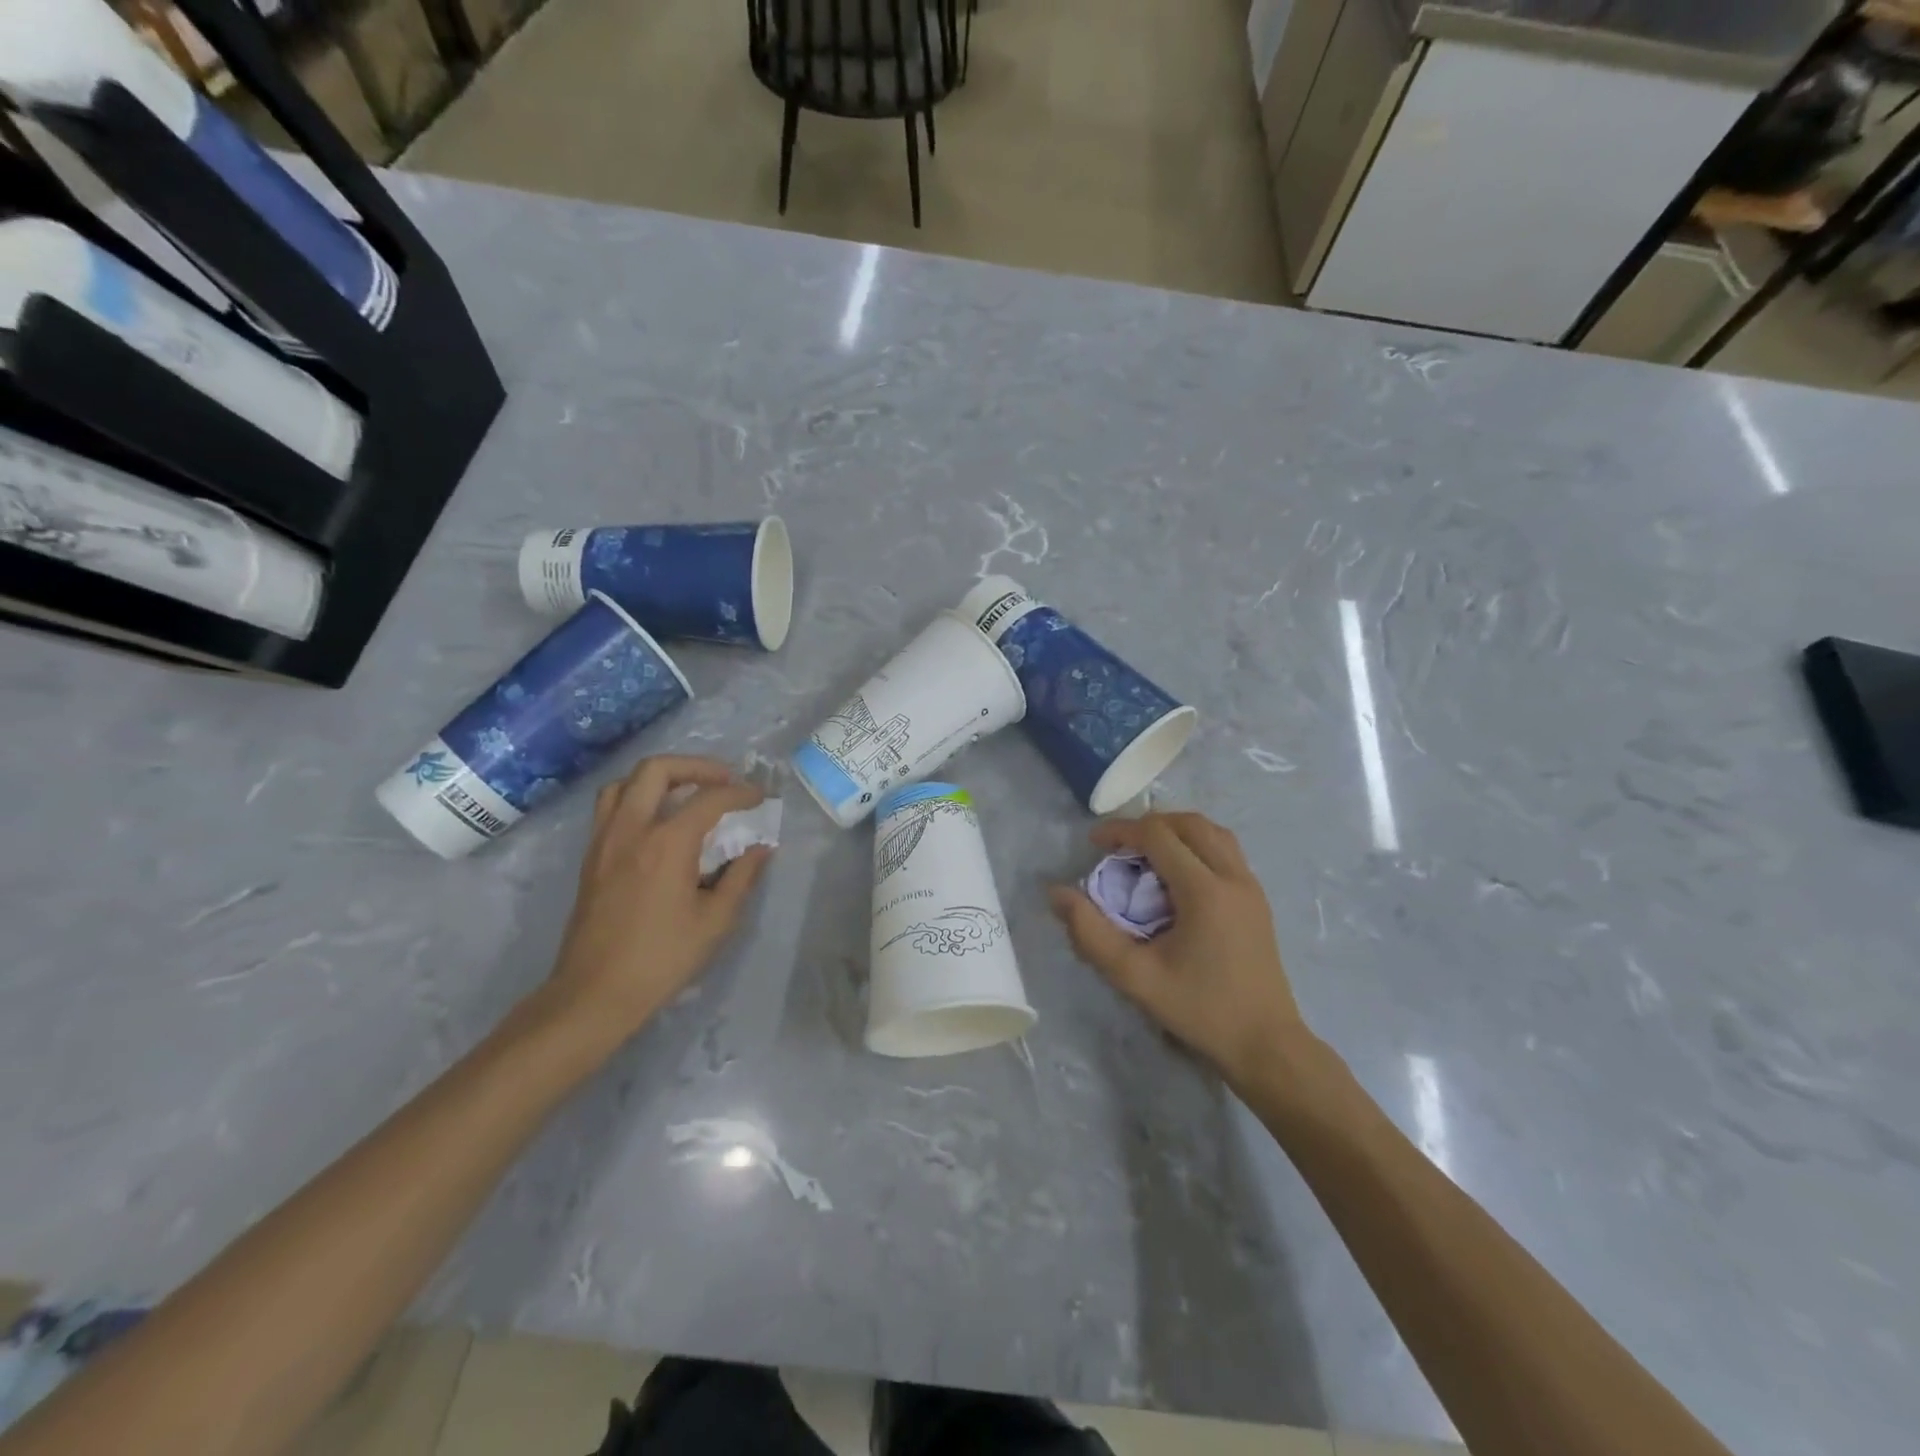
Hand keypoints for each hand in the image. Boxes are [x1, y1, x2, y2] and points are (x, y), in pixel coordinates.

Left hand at [546, 755, 772, 1042]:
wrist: (594, 993)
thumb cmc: (662, 959)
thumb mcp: (715, 921)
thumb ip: (741, 877)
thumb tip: (760, 849)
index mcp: (667, 844)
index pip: (709, 799)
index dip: (740, 793)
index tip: (759, 797)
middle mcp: (631, 830)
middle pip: (657, 770)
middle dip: (695, 766)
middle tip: (722, 780)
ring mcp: (604, 840)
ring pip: (626, 782)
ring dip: (660, 777)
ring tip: (686, 792)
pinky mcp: (590, 857)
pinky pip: (610, 806)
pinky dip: (637, 797)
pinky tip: (657, 821)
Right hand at [1049, 812, 1307, 1090]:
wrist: (1266, 1045)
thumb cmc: (1199, 1010)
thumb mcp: (1135, 976)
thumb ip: (1091, 933)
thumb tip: (1056, 894)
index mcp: (1204, 891)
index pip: (1158, 835)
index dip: (1121, 831)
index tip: (1093, 843)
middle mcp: (1232, 877)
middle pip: (1189, 823)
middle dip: (1149, 824)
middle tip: (1118, 846)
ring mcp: (1251, 887)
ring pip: (1212, 832)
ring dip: (1176, 831)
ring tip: (1146, 853)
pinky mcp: (1258, 900)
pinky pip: (1226, 851)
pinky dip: (1197, 845)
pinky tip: (1177, 875)